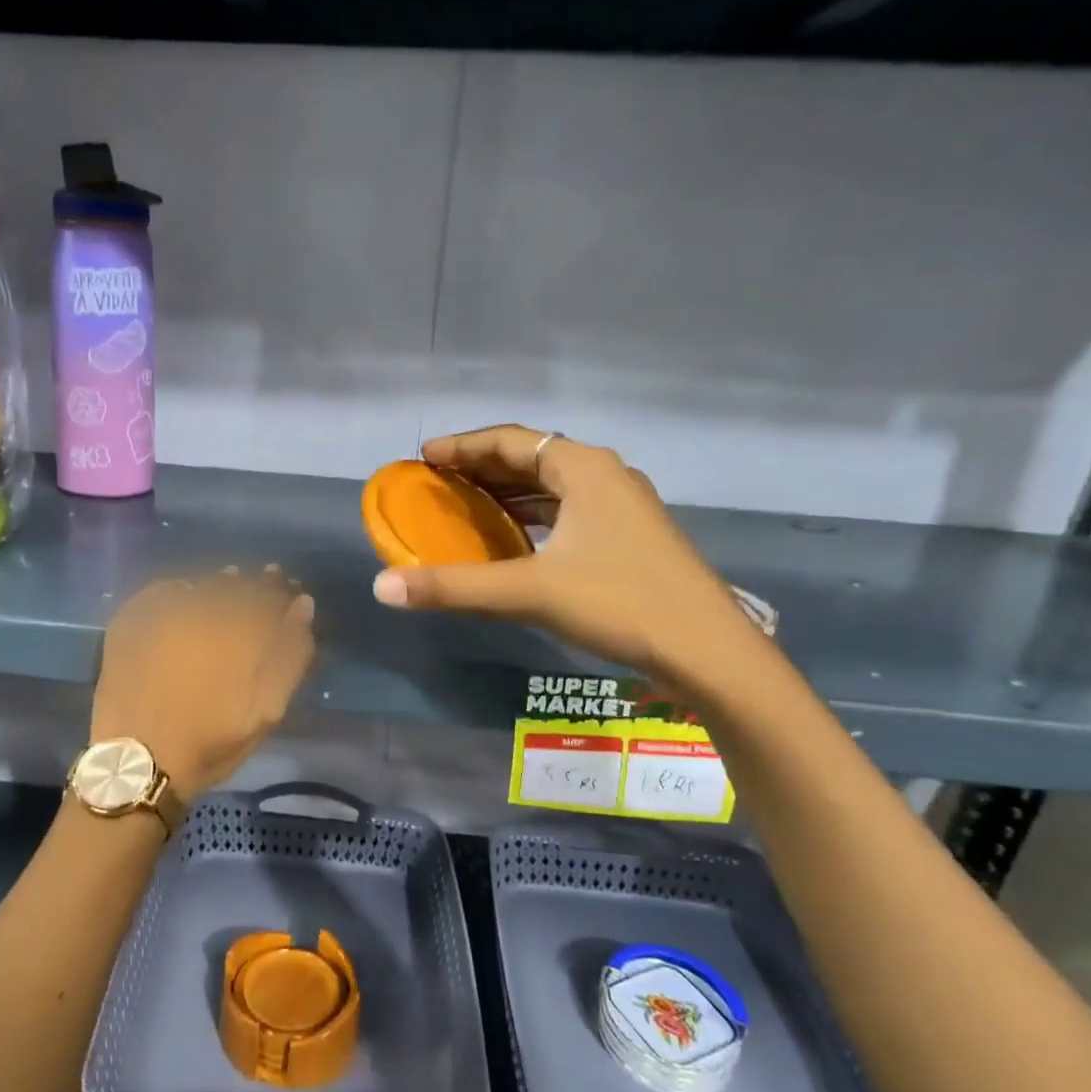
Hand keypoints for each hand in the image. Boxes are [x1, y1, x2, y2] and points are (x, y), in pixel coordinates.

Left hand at [92, 568, 315, 802]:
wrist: (137, 763)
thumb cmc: (209, 742)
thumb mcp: (266, 710)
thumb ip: (290, 655)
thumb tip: (303, 605)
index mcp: (239, 630)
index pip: (270, 593)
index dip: (283, 591)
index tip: (289, 592)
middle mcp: (202, 610)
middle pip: (236, 584)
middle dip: (253, 584)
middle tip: (261, 587)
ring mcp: (162, 611)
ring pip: (202, 584)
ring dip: (219, 585)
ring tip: (227, 590)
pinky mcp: (131, 618)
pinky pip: (164, 589)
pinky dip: (181, 590)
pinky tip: (187, 600)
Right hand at [370, 425, 756, 685]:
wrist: (708, 650)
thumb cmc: (619, 604)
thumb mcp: (529, 592)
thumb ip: (454, 586)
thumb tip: (382, 587)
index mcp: (584, 468)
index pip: (511, 441)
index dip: (463, 446)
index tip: (424, 457)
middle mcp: (606, 475)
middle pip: (532, 457)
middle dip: (483, 467)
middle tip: (439, 481)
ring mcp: (624, 506)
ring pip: (554, 485)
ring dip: (510, 492)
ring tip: (468, 505)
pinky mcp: (632, 536)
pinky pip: (570, 509)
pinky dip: (535, 515)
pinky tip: (517, 538)